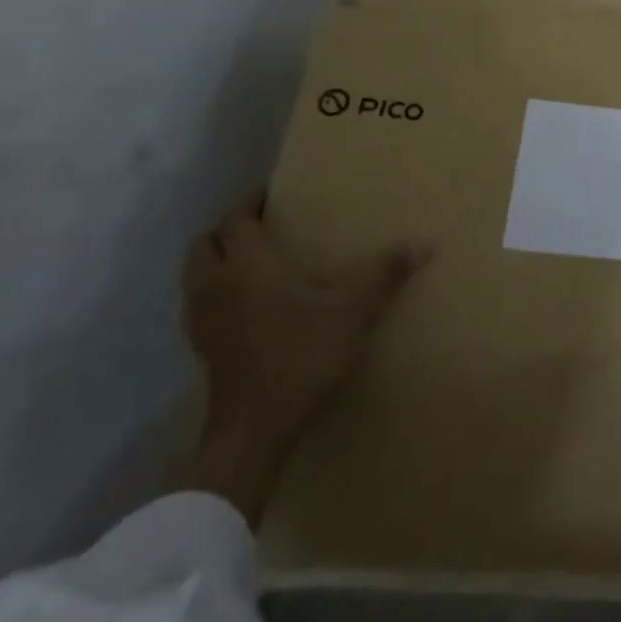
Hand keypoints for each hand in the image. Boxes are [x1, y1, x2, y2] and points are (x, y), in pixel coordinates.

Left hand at [183, 192, 429, 451]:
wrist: (256, 425)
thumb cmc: (302, 354)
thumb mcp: (354, 311)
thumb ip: (386, 274)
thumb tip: (426, 244)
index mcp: (248, 265)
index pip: (236, 220)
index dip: (250, 203)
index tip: (272, 196)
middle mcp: (215, 284)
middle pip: (204, 242)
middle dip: (227, 230)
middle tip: (260, 227)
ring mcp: (201, 318)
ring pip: (194, 273)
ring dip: (215, 261)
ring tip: (251, 262)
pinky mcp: (200, 346)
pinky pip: (198, 304)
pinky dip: (214, 293)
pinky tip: (243, 306)